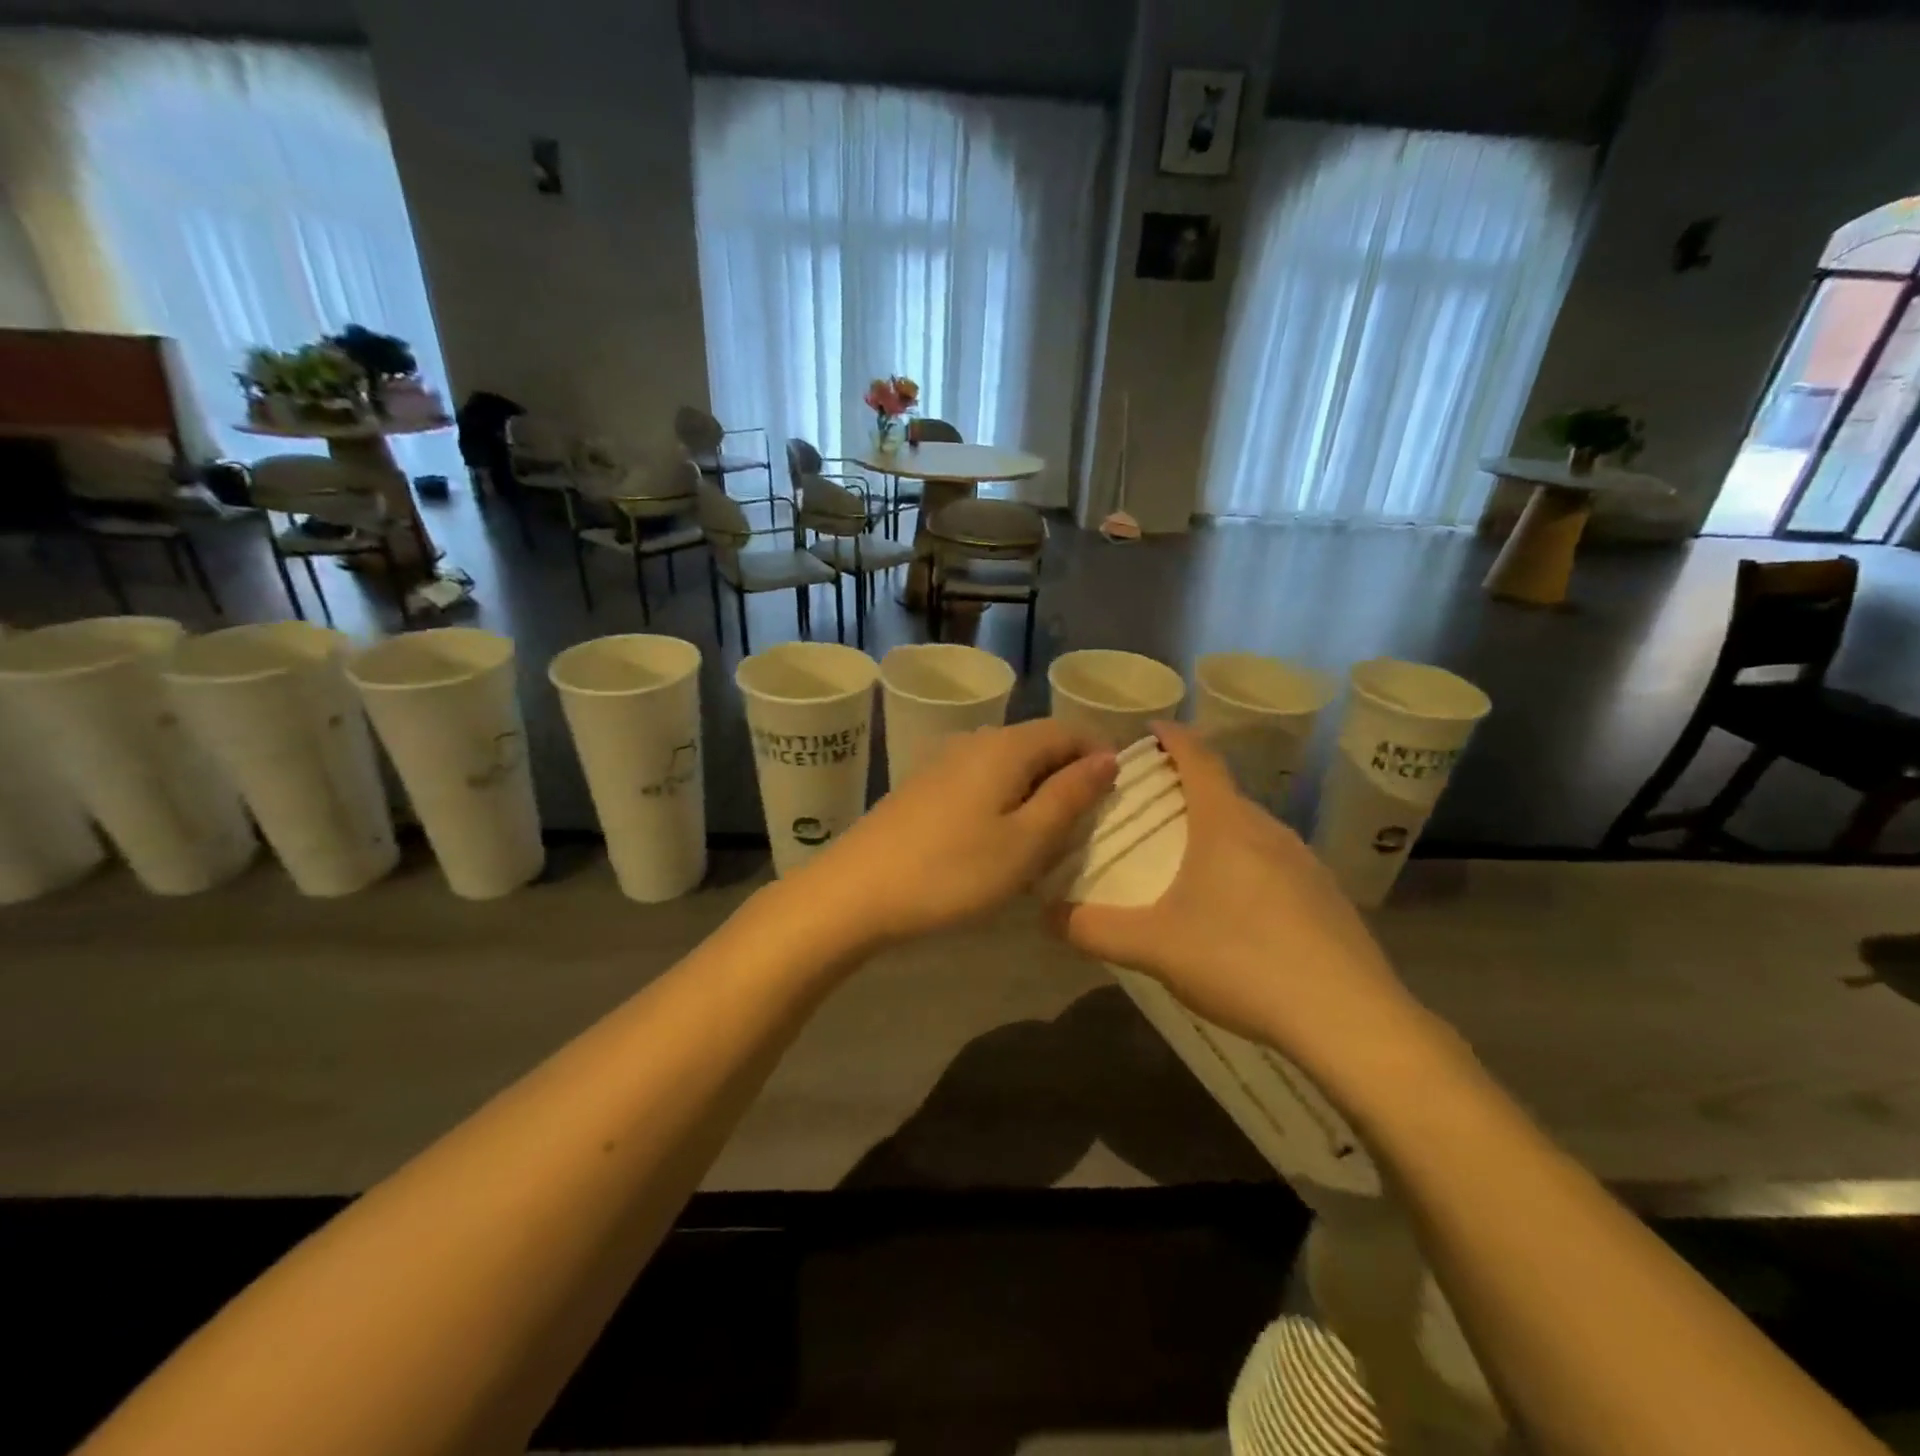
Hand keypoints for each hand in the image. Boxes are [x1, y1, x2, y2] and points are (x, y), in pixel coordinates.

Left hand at [792, 719, 1116, 950]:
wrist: (855, 892)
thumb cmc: (952, 871)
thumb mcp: (1026, 842)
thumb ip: (1070, 796)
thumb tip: (1108, 758)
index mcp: (1006, 746)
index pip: (1069, 730)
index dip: (1100, 755)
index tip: (1120, 796)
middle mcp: (975, 740)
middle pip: (1038, 744)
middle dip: (1070, 777)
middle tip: (1088, 826)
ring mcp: (943, 761)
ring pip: (1009, 765)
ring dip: (1037, 793)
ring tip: (1049, 839)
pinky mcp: (924, 786)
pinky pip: (981, 781)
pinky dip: (1005, 802)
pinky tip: (1000, 840)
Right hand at [1052, 722, 1414, 1058]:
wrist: (1348, 1018)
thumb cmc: (1241, 961)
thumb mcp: (1153, 947)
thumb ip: (1094, 928)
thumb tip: (1045, 915)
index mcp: (1225, 825)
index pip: (1199, 758)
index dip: (1173, 738)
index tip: (1151, 728)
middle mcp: (1269, 831)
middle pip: (1224, 793)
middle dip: (1189, 789)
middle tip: (1153, 807)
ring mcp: (1305, 863)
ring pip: (1252, 830)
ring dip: (1219, 829)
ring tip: (1189, 858)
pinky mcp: (1327, 897)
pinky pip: (1277, 863)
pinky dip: (1248, 865)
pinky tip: (1237, 910)